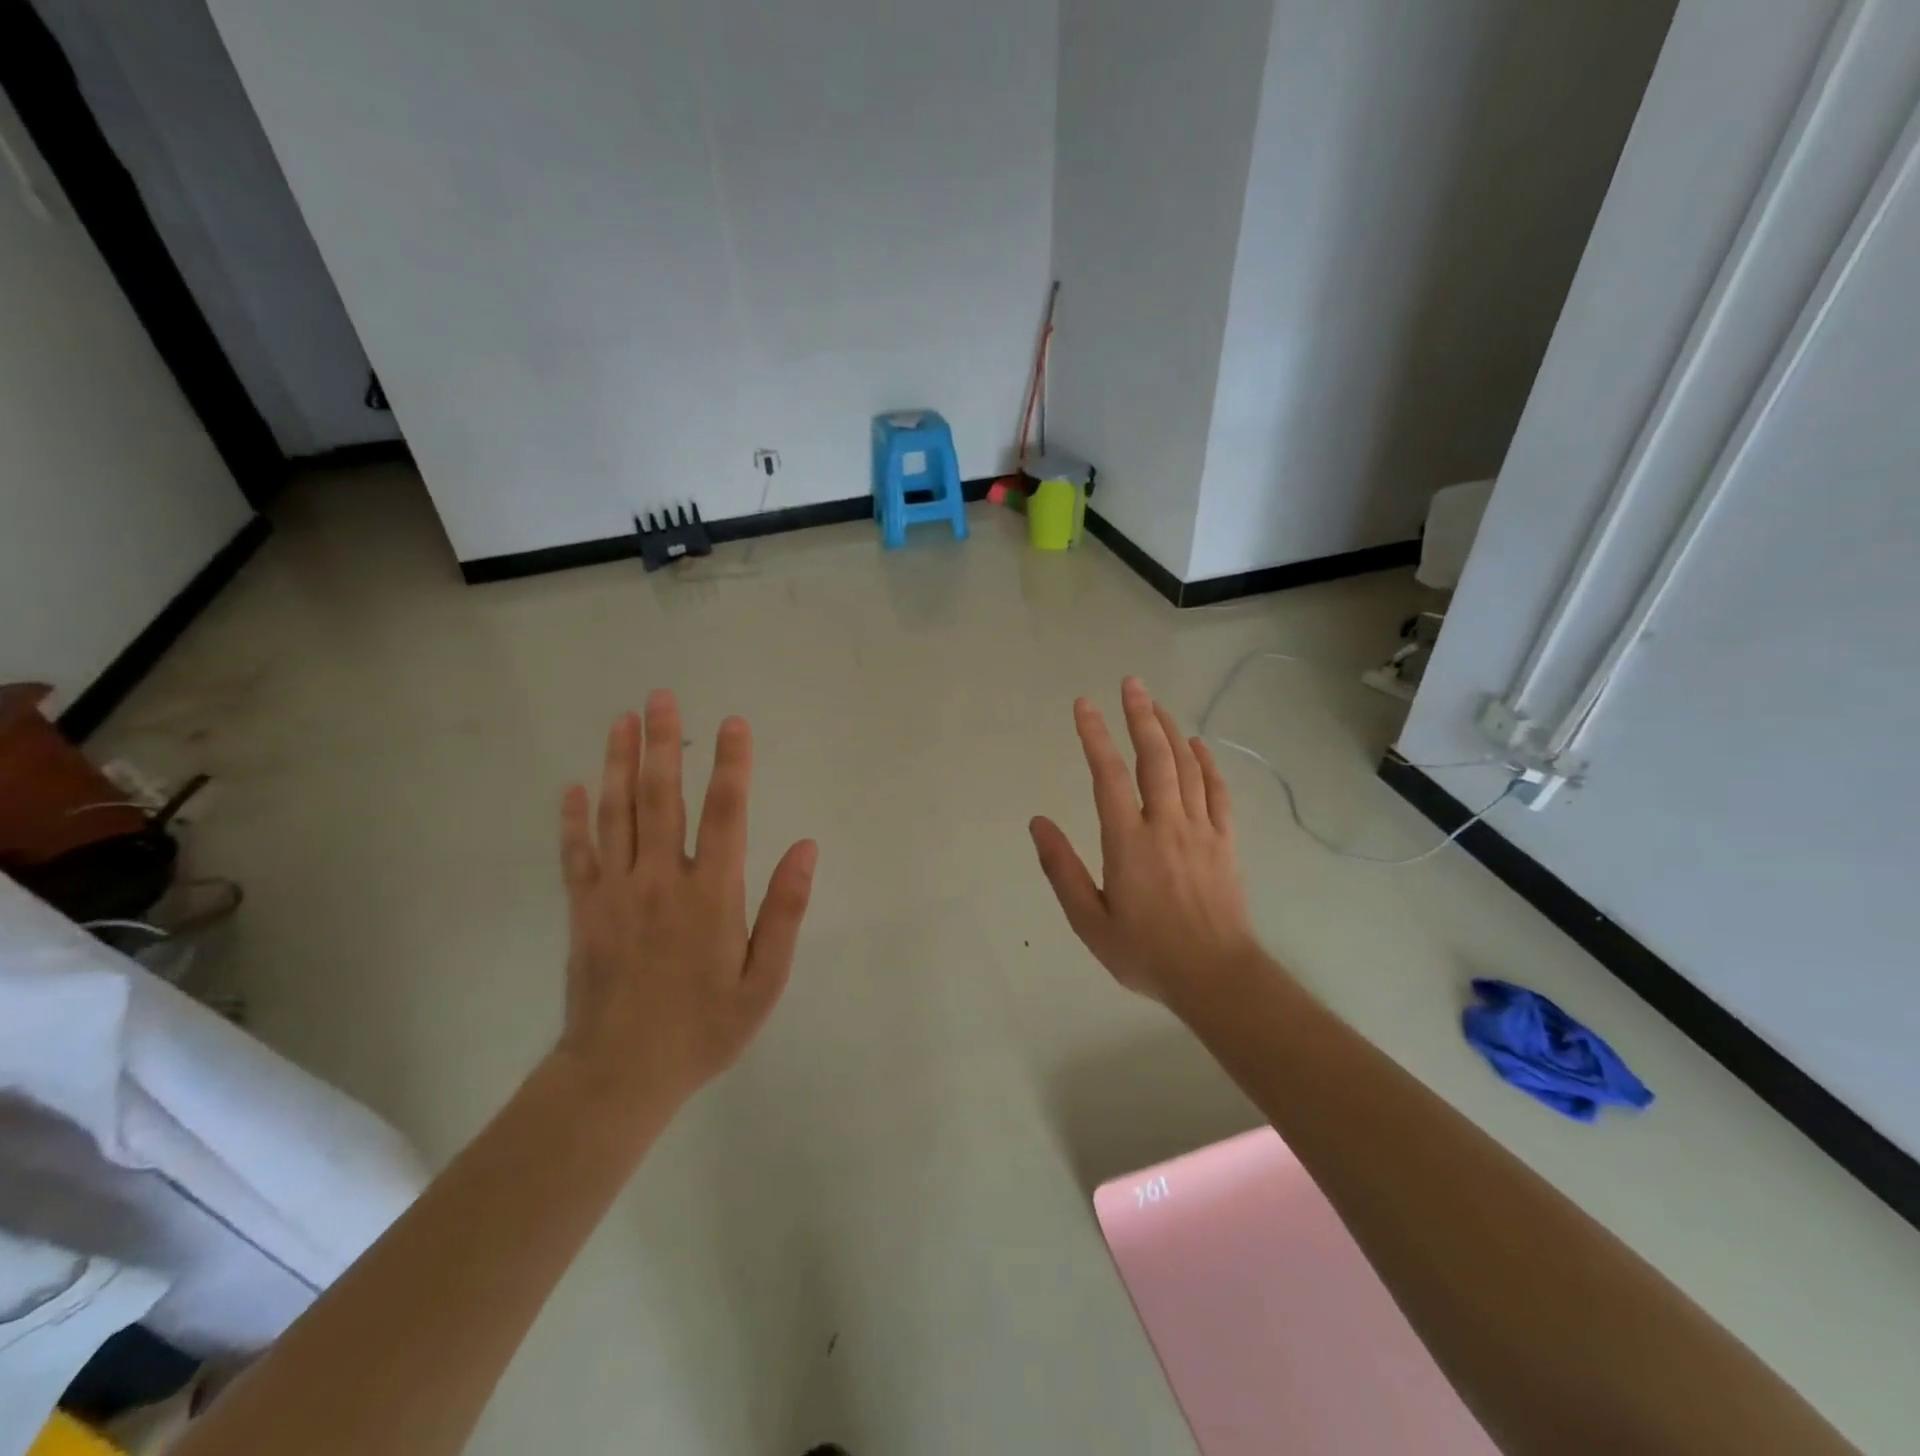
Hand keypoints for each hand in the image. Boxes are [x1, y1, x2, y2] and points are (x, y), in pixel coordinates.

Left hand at [554, 690, 817, 1110]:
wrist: (620, 1075)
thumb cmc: (704, 1028)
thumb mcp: (764, 980)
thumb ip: (785, 910)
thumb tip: (807, 847)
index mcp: (711, 895)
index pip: (726, 813)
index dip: (731, 764)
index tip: (732, 723)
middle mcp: (661, 880)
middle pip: (661, 798)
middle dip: (663, 743)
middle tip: (660, 696)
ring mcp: (615, 892)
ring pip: (616, 813)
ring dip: (619, 763)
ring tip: (622, 720)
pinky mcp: (583, 909)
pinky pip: (576, 853)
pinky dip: (574, 818)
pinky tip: (573, 786)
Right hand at [1030, 677, 1261, 1009]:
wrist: (1215, 976)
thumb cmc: (1145, 952)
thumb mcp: (1089, 921)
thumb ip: (1062, 869)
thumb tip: (1038, 823)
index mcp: (1129, 841)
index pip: (1108, 774)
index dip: (1094, 736)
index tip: (1083, 706)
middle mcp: (1166, 824)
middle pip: (1154, 757)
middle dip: (1140, 716)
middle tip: (1130, 683)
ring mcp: (1201, 830)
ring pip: (1187, 766)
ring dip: (1170, 730)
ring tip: (1155, 704)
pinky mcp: (1225, 841)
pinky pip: (1218, 791)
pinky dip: (1207, 763)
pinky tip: (1198, 745)